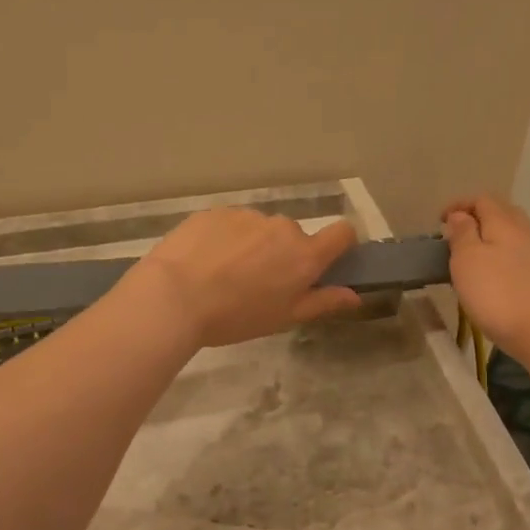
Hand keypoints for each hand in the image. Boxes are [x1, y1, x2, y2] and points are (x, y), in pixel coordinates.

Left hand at [133, 209, 363, 348]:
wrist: (174, 296)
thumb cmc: (235, 316)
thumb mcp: (284, 318)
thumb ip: (322, 302)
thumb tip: (355, 295)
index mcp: (304, 254)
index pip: (343, 233)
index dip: (340, 245)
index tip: (325, 262)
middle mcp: (281, 227)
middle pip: (293, 236)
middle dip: (283, 254)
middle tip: (257, 284)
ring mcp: (246, 215)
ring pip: (259, 229)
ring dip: (252, 245)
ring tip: (223, 274)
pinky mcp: (215, 212)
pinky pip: (230, 224)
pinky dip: (224, 239)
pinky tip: (202, 262)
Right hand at [441, 195, 529, 363]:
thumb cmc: (495, 292)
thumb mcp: (467, 259)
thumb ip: (462, 232)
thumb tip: (461, 215)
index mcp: (504, 222)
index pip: (482, 199)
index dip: (459, 204)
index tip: (439, 220)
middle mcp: (523, 232)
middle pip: (501, 212)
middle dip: (477, 216)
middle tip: (456, 233)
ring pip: (511, 233)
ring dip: (489, 236)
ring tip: (470, 255)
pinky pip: (516, 254)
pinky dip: (500, 254)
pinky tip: (491, 274)